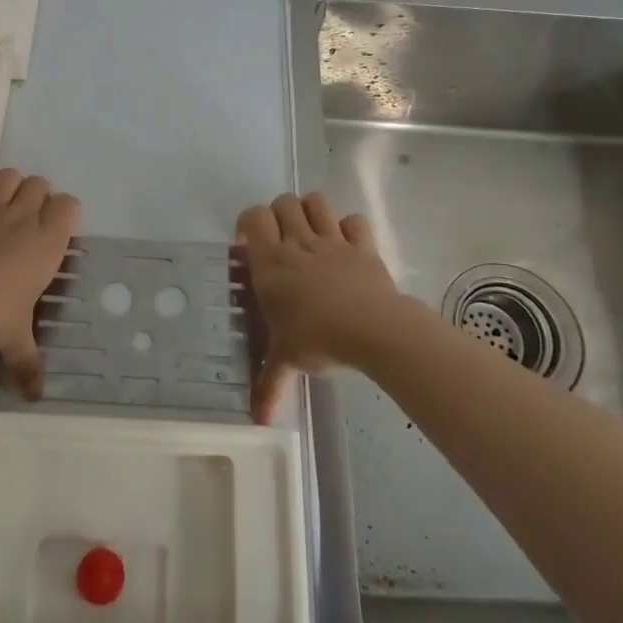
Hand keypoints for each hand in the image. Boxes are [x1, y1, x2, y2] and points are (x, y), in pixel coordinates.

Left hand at [0, 169, 79, 398]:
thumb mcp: (14, 341)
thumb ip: (29, 364)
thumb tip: (36, 397)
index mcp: (46, 243)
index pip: (69, 205)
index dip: (65, 213)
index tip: (56, 233)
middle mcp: (21, 218)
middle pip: (39, 184)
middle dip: (37, 197)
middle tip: (27, 224)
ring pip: (8, 176)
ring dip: (8, 187)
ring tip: (1, 210)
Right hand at [236, 191, 427, 424]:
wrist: (373, 329)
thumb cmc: (317, 339)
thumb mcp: (286, 360)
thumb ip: (269, 384)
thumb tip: (256, 421)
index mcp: (271, 261)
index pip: (253, 217)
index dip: (248, 222)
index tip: (249, 245)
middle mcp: (298, 242)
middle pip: (283, 202)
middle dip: (278, 214)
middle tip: (280, 240)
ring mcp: (333, 240)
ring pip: (316, 202)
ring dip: (310, 210)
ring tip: (309, 233)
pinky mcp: (362, 245)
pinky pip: (354, 221)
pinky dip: (348, 227)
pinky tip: (345, 244)